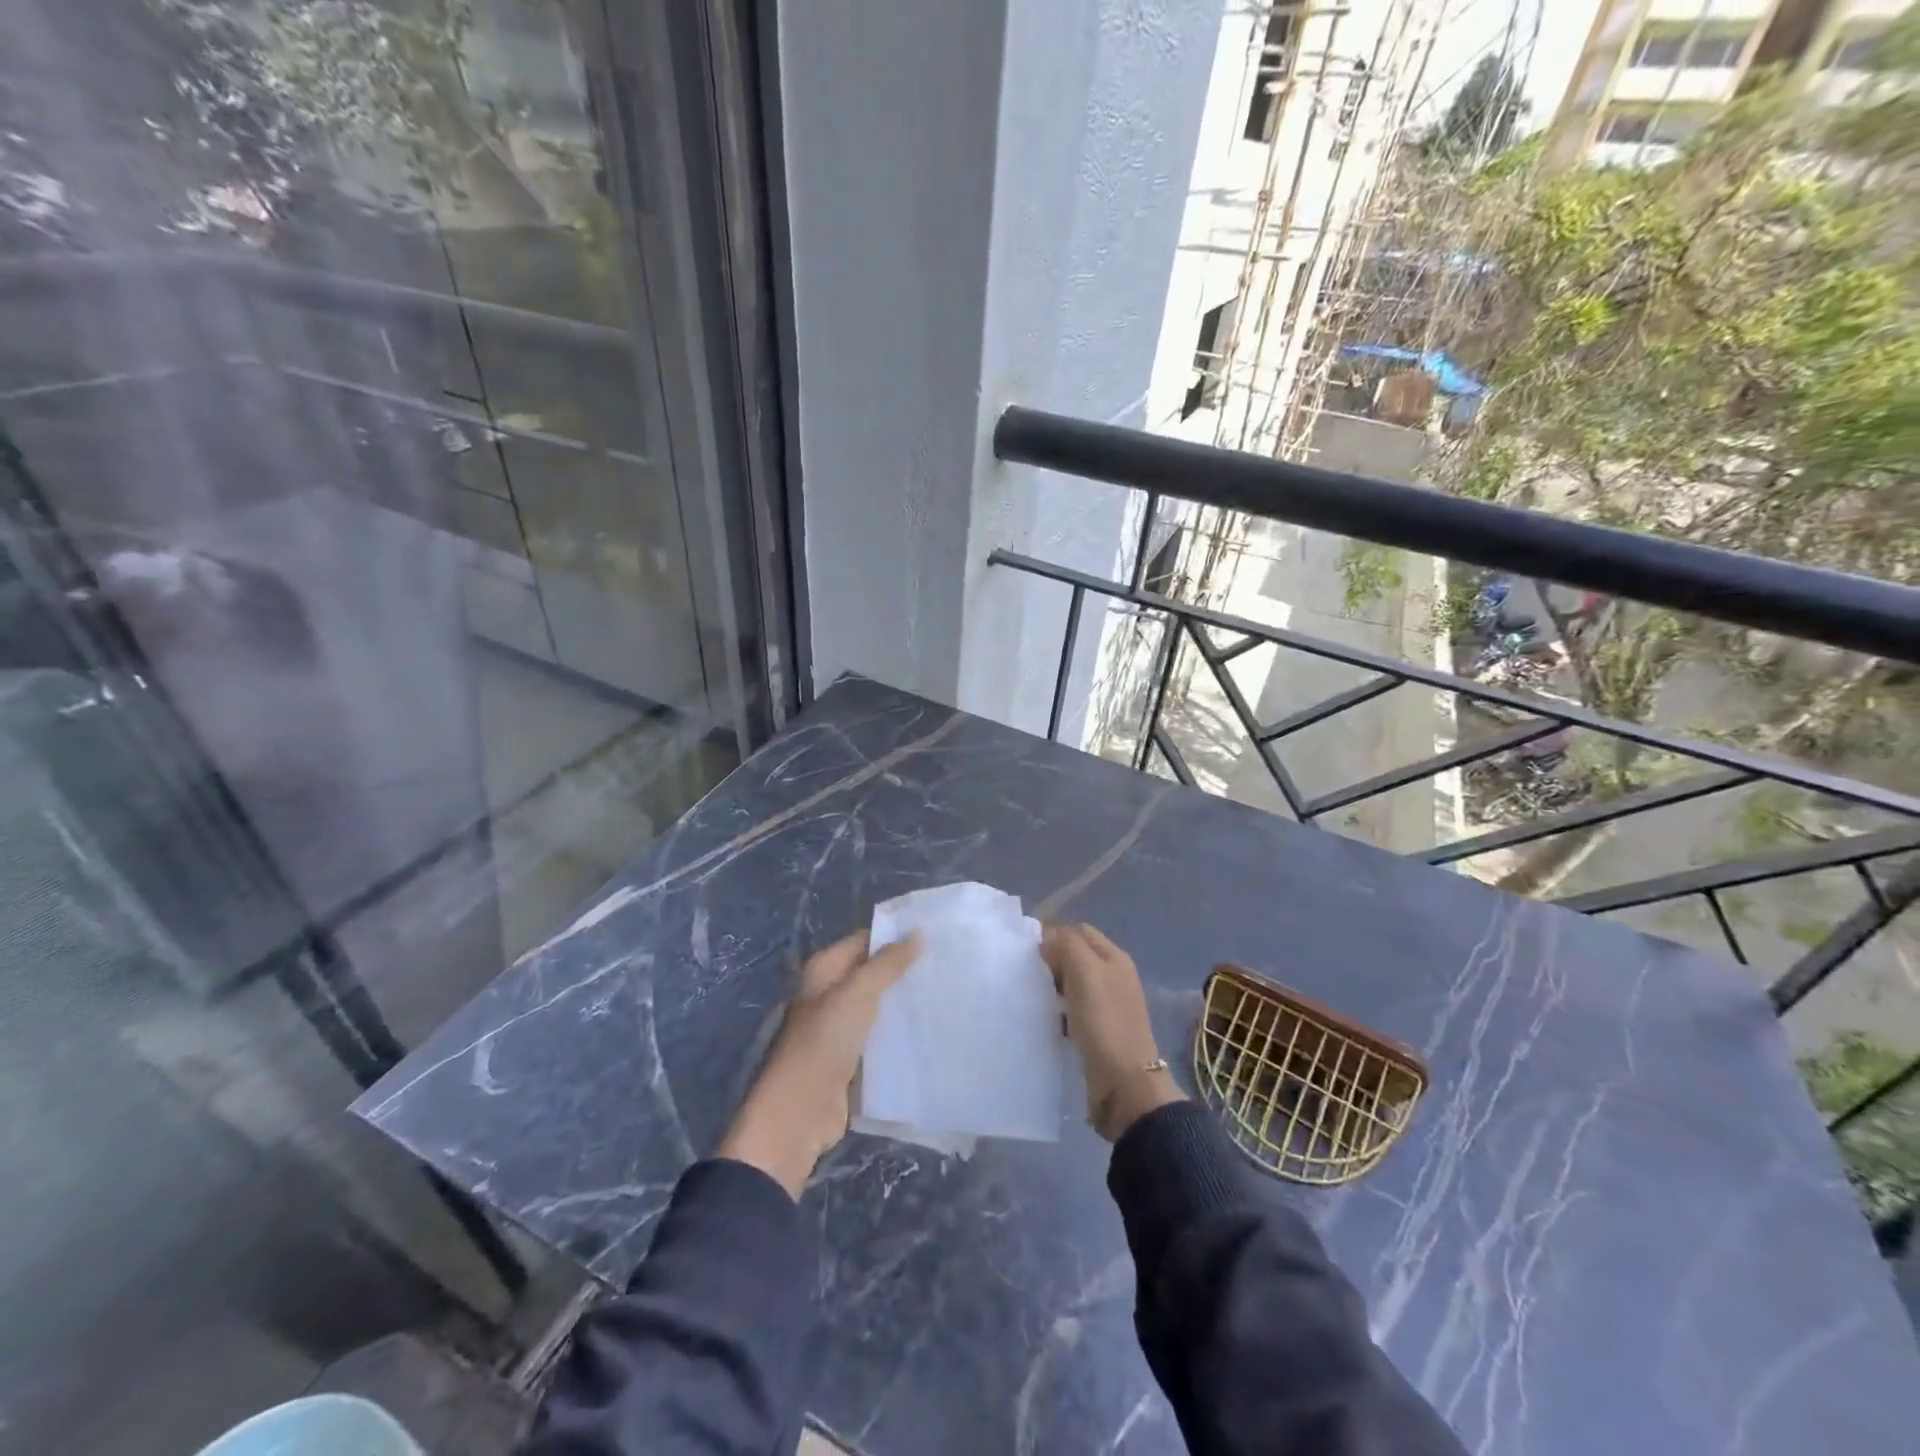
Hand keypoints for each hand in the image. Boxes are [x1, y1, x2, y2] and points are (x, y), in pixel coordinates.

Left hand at [718, 929, 919, 1197]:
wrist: (799, 1112)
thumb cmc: (824, 1041)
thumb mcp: (858, 994)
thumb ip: (888, 964)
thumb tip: (918, 933)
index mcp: (823, 971)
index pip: (863, 941)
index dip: (894, 937)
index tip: (933, 936)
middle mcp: (829, 994)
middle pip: (872, 974)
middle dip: (904, 971)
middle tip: (945, 965)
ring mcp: (839, 1028)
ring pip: (878, 1007)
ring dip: (903, 1004)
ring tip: (944, 994)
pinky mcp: (850, 1059)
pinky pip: (880, 1038)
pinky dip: (899, 1034)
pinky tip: (929, 1030)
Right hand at [1042, 922, 1184, 1140]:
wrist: (1125, 1085)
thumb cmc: (1104, 1022)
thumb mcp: (1085, 972)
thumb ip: (1067, 945)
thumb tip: (1047, 938)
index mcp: (1114, 957)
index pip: (1078, 930)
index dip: (1053, 935)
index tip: (1027, 952)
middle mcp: (1114, 976)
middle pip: (1076, 955)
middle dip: (1051, 960)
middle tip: (1028, 974)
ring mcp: (1108, 1004)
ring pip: (1072, 983)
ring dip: (1053, 986)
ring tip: (1033, 996)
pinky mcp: (1099, 1030)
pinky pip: (1072, 1009)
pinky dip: (1058, 1010)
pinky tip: (1046, 1019)